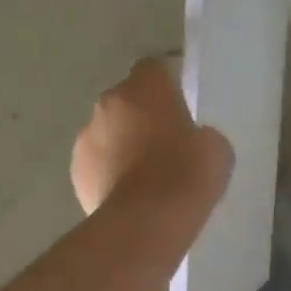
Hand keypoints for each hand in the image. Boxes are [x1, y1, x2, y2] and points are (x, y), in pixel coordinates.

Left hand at [72, 58, 231, 216]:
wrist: (146, 221)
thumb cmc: (187, 174)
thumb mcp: (215, 148)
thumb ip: (199, 133)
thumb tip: (191, 140)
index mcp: (145, 88)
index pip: (154, 68)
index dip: (167, 84)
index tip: (180, 103)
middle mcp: (109, 103)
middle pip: (127, 100)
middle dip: (142, 115)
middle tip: (166, 141)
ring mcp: (86, 138)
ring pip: (107, 131)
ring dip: (122, 143)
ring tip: (146, 174)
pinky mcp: (76, 172)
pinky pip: (97, 163)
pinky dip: (109, 172)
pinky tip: (129, 195)